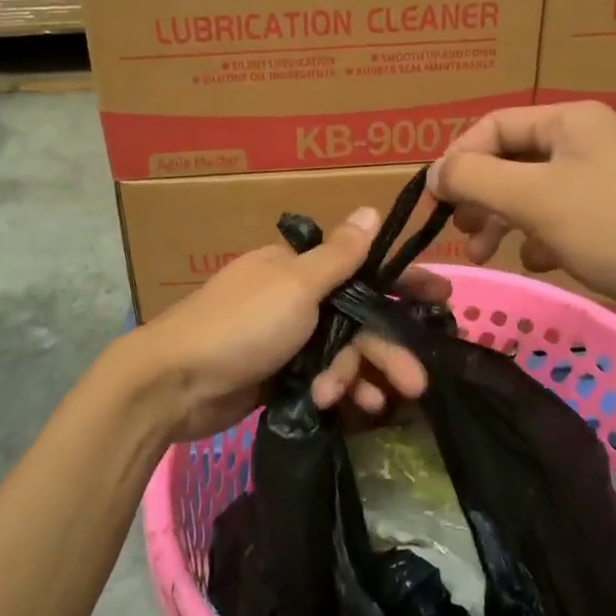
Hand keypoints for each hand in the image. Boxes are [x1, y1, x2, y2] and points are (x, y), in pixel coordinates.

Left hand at [123, 207, 435, 440]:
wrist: (174, 384)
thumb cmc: (241, 324)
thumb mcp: (295, 285)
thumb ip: (339, 255)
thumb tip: (370, 208)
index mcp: (298, 267)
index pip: (363, 269)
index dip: (403, 283)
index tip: (442, 298)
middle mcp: (294, 298)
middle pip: (356, 319)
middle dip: (385, 349)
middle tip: (418, 382)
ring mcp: (284, 339)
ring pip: (341, 353)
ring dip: (358, 376)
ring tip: (373, 404)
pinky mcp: (276, 376)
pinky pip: (320, 380)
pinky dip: (334, 391)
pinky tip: (343, 408)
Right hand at [428, 102, 615, 347]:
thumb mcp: (535, 198)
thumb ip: (474, 179)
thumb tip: (433, 174)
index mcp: (569, 122)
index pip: (493, 126)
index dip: (459, 159)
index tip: (437, 200)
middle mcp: (583, 145)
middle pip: (509, 161)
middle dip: (479, 195)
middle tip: (460, 228)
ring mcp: (598, 186)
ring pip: (528, 195)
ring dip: (500, 221)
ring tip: (483, 253)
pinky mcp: (609, 224)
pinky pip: (555, 222)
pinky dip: (536, 239)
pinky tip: (539, 261)